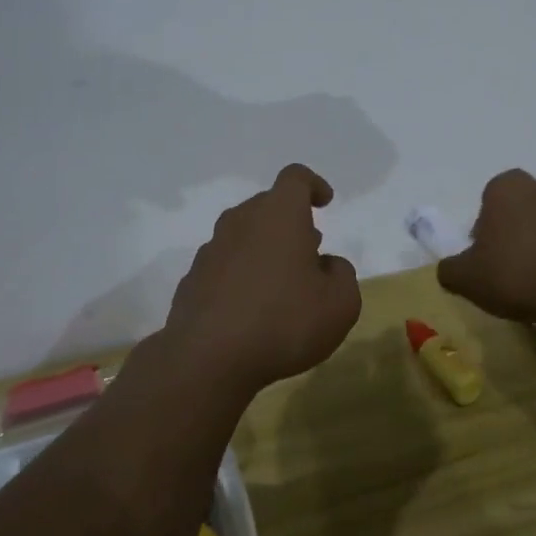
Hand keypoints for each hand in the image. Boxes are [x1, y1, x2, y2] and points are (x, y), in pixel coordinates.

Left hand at [162, 164, 361, 397]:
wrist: (207, 358)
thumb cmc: (284, 322)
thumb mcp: (340, 304)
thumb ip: (343, 275)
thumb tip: (327, 265)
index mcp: (279, 215)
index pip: (295, 178)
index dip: (313, 185)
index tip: (325, 202)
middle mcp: (241, 221)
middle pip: (267, 206)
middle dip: (291, 222)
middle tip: (309, 251)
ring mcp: (211, 250)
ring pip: (243, 234)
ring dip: (265, 248)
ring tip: (282, 283)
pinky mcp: (193, 279)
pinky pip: (224, 265)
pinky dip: (241, 275)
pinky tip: (251, 309)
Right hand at [437, 169, 535, 335]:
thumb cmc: (517, 276)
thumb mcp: (464, 279)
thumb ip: (450, 268)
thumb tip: (452, 267)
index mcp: (507, 188)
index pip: (489, 198)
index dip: (484, 226)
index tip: (484, 255)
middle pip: (522, 207)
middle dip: (515, 230)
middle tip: (508, 265)